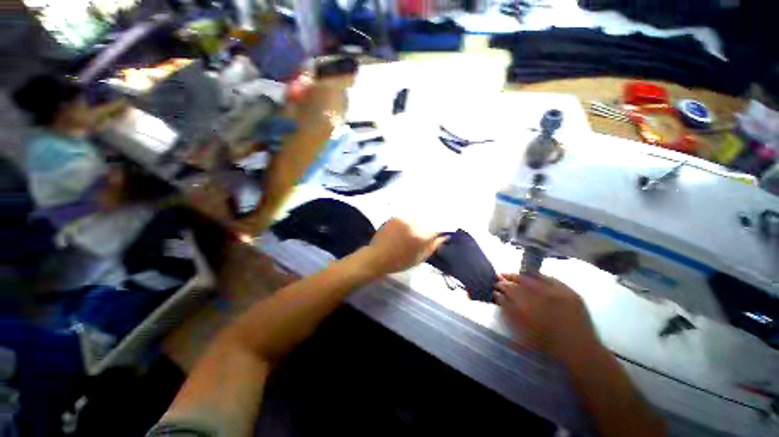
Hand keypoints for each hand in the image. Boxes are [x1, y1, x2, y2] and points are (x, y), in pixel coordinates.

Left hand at [362, 218, 446, 275]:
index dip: (440, 229)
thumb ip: (433, 246)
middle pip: (428, 220)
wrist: (377, 257)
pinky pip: (407, 218)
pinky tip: (405, 229)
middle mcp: (414, 225)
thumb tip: (444, 236)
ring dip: (419, 223)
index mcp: (421, 236)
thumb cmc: (399, 262)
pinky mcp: (395, 218)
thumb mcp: (419, 258)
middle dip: (430, 225)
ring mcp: (403, 220)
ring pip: (417, 218)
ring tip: (414, 231)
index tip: (440, 233)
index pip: (438, 227)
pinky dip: (409, 222)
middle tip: (426, 233)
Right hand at [495, 273, 600, 365]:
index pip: (512, 289)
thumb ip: (509, 311)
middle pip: (523, 280)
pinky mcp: (572, 293)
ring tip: (516, 276)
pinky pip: (552, 279)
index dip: (502, 284)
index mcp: (533, 307)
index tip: (496, 284)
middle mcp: (546, 296)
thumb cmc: (548, 344)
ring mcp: (561, 293)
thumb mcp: (523, 331)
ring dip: (524, 276)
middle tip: (502, 276)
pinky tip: (536, 277)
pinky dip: (541, 277)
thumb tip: (498, 295)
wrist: (581, 352)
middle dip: (511, 278)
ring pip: (537, 278)